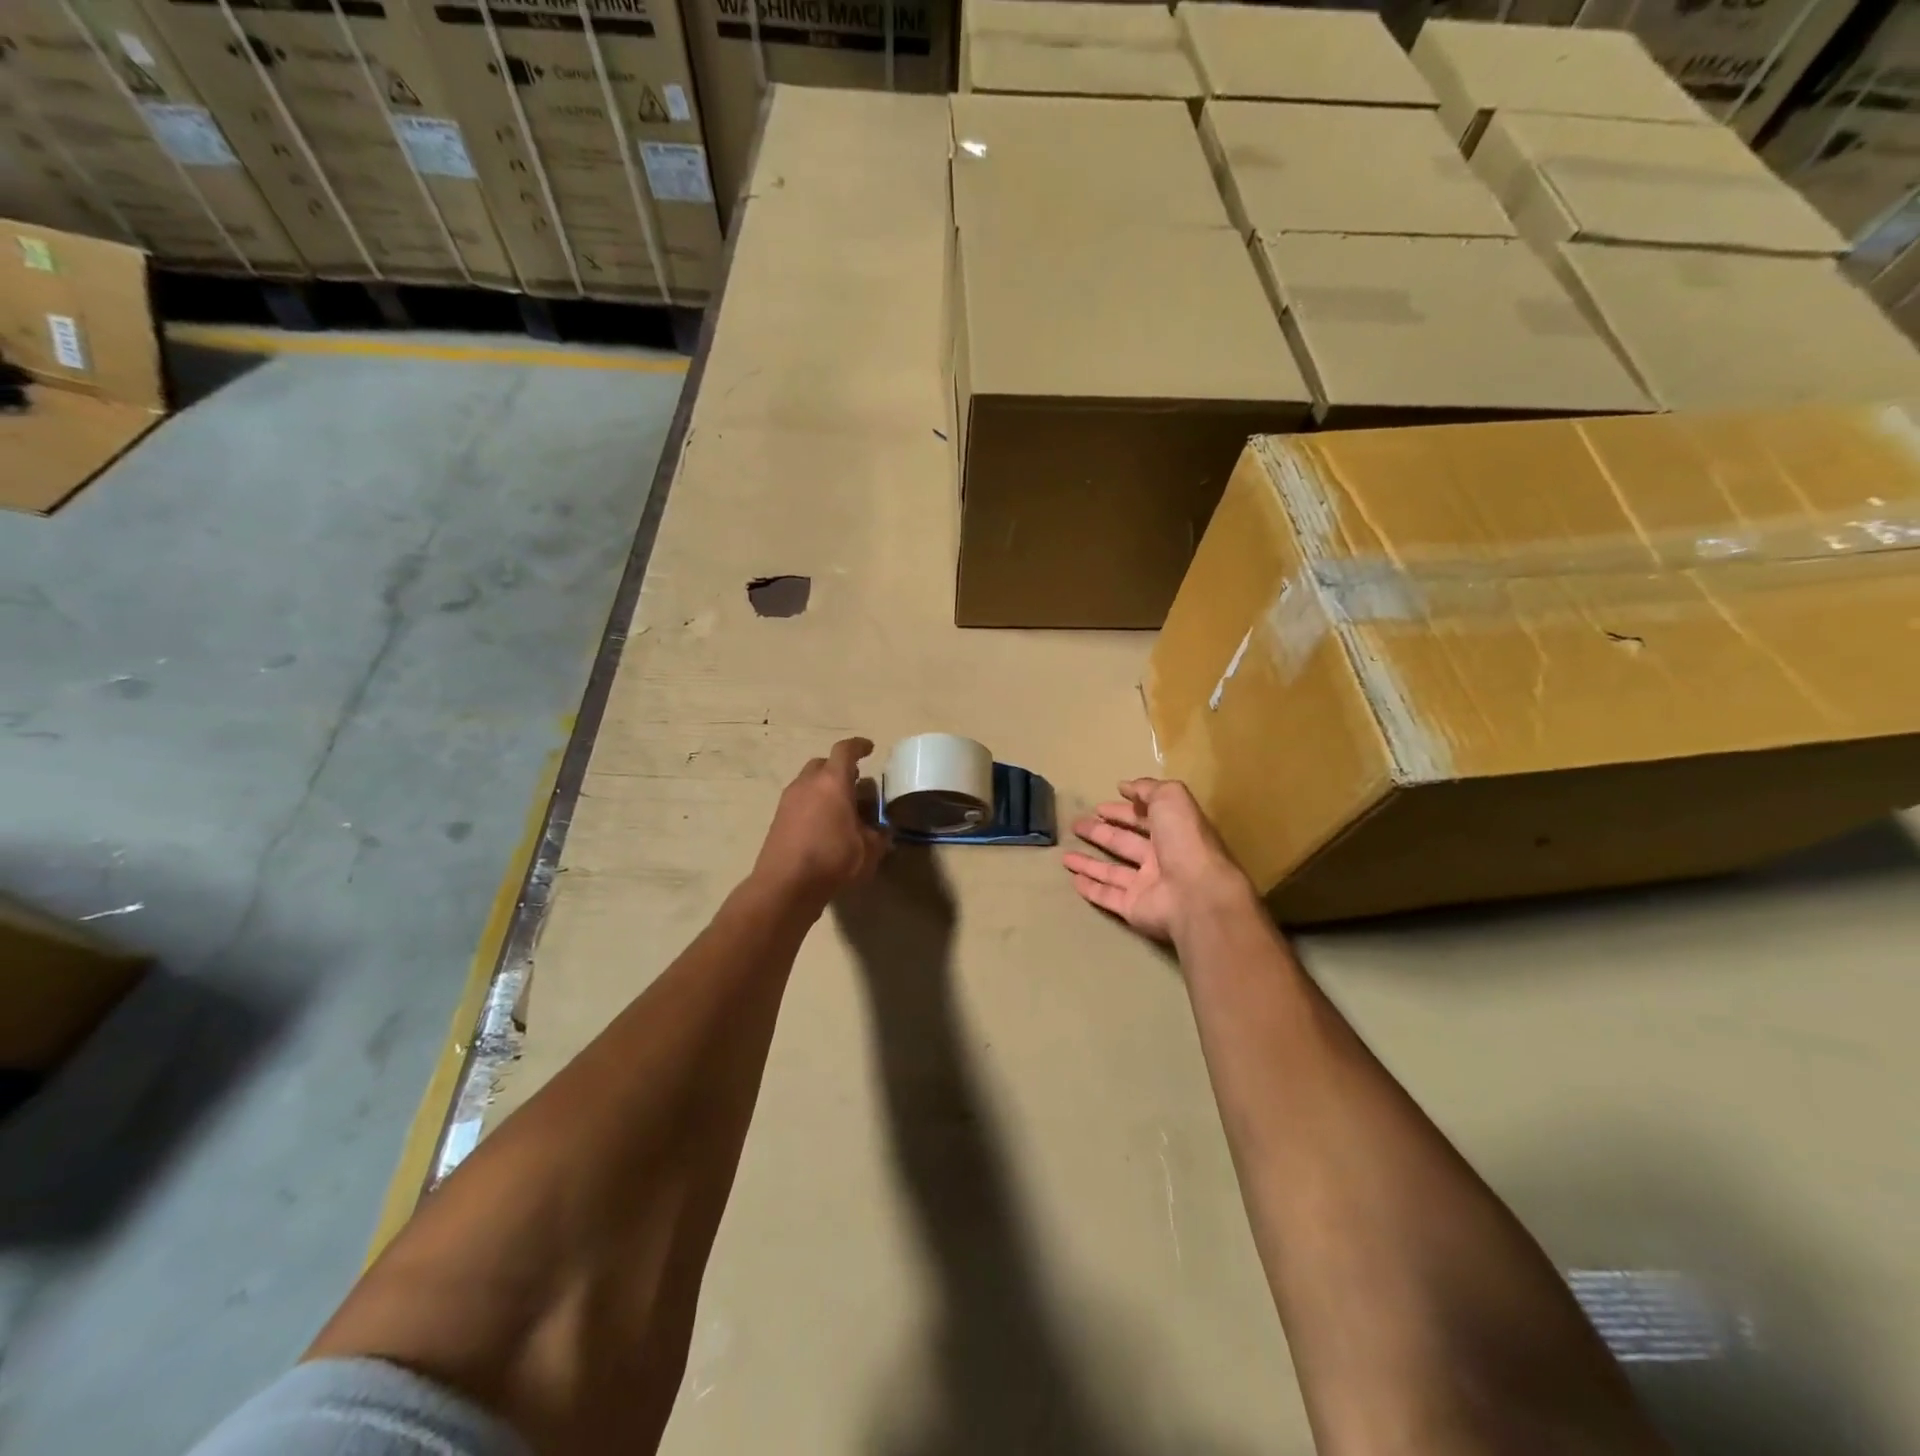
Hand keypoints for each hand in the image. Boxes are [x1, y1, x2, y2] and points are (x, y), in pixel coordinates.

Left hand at [753, 738, 890, 909]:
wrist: (785, 885)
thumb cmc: (832, 860)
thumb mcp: (868, 851)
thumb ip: (879, 836)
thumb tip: (883, 831)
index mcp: (833, 782)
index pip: (845, 751)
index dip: (859, 746)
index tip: (869, 748)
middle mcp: (808, 784)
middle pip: (823, 764)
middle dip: (839, 769)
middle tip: (855, 783)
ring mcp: (788, 800)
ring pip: (809, 782)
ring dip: (824, 788)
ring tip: (840, 808)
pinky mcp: (777, 819)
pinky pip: (799, 801)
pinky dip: (812, 804)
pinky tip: (823, 826)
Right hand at [1063, 778, 1255, 942]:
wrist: (1195, 894)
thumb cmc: (1185, 841)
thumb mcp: (1170, 798)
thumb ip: (1147, 789)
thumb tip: (1125, 787)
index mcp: (1173, 832)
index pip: (1143, 818)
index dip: (1122, 811)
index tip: (1099, 807)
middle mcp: (1161, 858)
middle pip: (1124, 843)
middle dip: (1101, 833)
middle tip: (1076, 825)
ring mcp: (1147, 886)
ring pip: (1112, 871)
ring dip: (1089, 862)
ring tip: (1064, 856)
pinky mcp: (1133, 908)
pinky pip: (1108, 896)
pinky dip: (1091, 889)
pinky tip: (1073, 881)